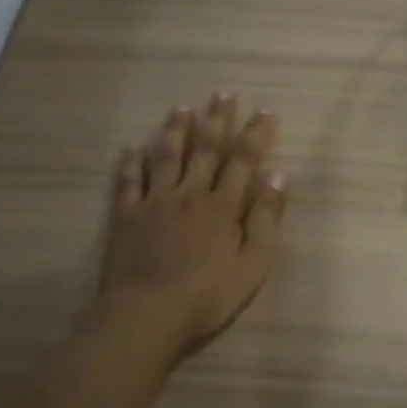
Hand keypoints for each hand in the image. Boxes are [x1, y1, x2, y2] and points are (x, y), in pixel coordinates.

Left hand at [93, 93, 289, 367]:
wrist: (147, 314)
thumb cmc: (207, 294)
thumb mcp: (253, 264)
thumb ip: (267, 219)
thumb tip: (280, 178)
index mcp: (222, 206)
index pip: (243, 161)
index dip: (255, 135)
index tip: (265, 111)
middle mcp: (190, 194)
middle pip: (206, 150)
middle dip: (217, 120)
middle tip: (223, 93)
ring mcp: (155, 202)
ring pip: (167, 157)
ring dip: (176, 130)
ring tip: (182, 108)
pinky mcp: (127, 216)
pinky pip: (129, 181)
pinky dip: (131, 162)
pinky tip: (133, 147)